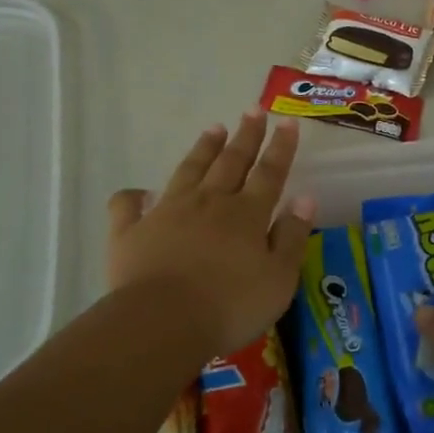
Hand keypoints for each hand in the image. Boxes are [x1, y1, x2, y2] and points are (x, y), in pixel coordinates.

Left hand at [106, 112, 315, 358]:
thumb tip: (305, 198)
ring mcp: (167, 212)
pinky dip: (133, 196)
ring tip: (214, 128)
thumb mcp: (278, 278)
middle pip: (231, 162)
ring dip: (203, 149)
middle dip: (245, 136)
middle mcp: (209, 202)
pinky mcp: (130, 231)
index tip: (287, 122)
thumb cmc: (230, 306)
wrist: (162, 323)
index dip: (280, 147)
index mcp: (246, 214)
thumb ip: (292, 236)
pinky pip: (128, 206)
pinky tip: (138, 192)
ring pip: (189, 171)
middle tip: (253, 109)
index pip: (269, 172)